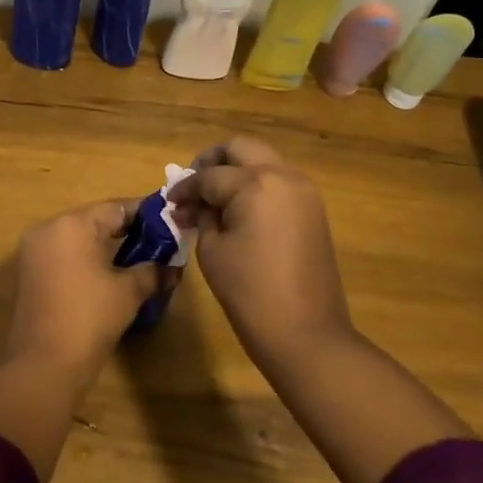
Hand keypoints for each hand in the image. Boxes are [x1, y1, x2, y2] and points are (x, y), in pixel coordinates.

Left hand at [7, 200, 166, 385]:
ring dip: (103, 246)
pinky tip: (106, 275)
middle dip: (125, 230)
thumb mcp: (129, 292)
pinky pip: (62, 255)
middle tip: (156, 242)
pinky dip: (84, 259)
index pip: (116, 208)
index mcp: (72, 224)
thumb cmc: (90, 318)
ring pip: (77, 238)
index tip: (168, 221)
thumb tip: (173, 267)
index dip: (144, 214)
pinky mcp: (28, 273)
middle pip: (94, 220)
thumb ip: (153, 271)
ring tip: (135, 259)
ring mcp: (33, 251)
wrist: (44, 365)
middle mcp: (49, 228)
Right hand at [169, 137, 351, 365]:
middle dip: (212, 161)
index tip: (169, 201)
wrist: (307, 334)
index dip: (185, 188)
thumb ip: (203, 216)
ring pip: (263, 160)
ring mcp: (303, 190)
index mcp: (255, 183)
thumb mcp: (212, 250)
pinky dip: (256, 185)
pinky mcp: (313, 209)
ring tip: (214, 200)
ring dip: (236, 171)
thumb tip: (195, 205)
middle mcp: (283, 175)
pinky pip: (279, 181)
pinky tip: (238, 210)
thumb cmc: (250, 293)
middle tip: (194, 186)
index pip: (209, 176)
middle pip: (241, 148)